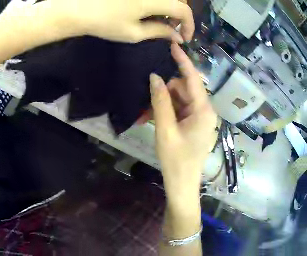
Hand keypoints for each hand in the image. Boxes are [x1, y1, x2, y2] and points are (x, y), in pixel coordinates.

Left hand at [44, 0, 193, 42]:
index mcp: (152, 0)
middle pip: (177, 0)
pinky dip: (157, 3)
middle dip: (179, 15)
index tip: (185, 37)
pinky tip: (148, 10)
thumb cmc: (104, 23)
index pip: (183, 9)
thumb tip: (178, 36)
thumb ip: (160, 32)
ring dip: (168, 8)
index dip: (189, 24)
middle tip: (171, 28)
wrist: (76, 9)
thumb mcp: (135, 32)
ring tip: (159, 20)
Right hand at [150, 44, 216, 205]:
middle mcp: (205, 111)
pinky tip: (156, 117)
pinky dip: (169, 111)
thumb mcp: (165, 130)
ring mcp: (201, 118)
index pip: (193, 79)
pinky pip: (182, 110)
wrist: (182, 185)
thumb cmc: (176, 161)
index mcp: (203, 111)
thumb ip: (160, 101)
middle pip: (185, 90)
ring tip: (148, 112)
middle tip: (147, 97)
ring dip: (165, 102)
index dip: (182, 61)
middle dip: (167, 90)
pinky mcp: (196, 125)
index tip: (172, 45)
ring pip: (182, 100)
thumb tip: (155, 77)